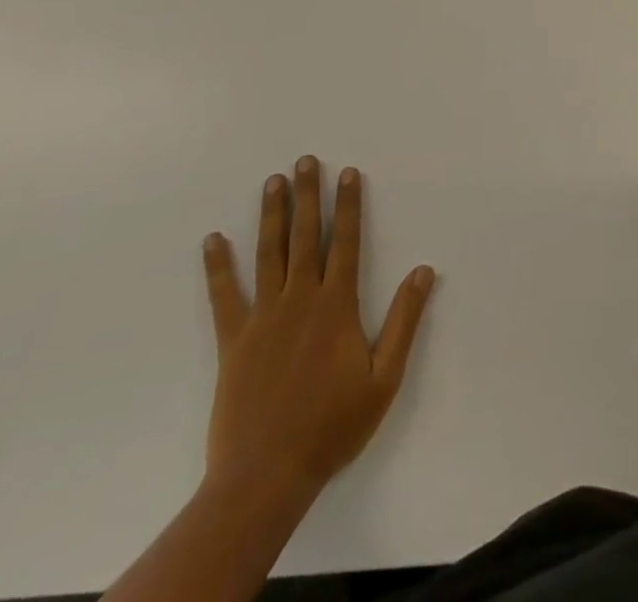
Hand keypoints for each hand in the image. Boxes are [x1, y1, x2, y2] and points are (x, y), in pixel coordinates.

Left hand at [200, 157, 434, 504]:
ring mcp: (263, 318)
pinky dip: (218, 267)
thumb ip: (405, 320)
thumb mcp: (384, 377)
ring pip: (269, 255)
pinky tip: (213, 240)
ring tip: (272, 182)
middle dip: (309, 195)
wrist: (266, 476)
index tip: (349, 172)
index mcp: (337, 306)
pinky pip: (224, 296)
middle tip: (305, 161)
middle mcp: (300, 300)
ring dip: (272, 216)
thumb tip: (424, 270)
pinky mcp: (233, 341)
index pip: (347, 242)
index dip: (349, 205)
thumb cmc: (333, 425)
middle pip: (306, 237)